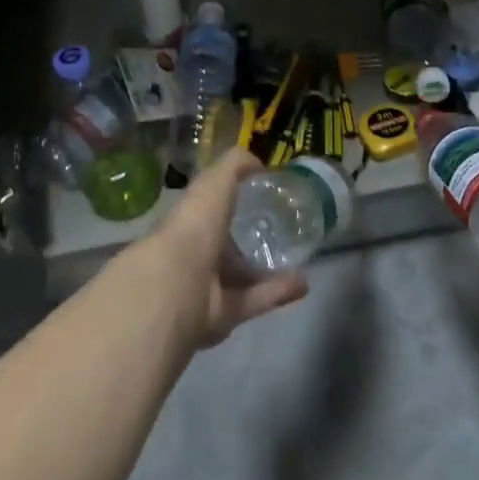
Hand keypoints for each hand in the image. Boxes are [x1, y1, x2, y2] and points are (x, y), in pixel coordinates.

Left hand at [147, 147, 308, 348]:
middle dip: (248, 241)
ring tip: (297, 261)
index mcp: (189, 221)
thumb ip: (234, 167)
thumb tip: (259, 164)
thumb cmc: (193, 226)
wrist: (176, 284)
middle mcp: (195, 254)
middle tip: (281, 235)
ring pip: (240, 277)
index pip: (210, 209)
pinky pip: (253, 300)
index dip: (232, 203)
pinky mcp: (222, 315)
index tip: (260, 199)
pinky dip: (277, 292)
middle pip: (225, 247)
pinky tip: (302, 283)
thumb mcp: (214, 183)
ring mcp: (206, 287)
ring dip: (267, 270)